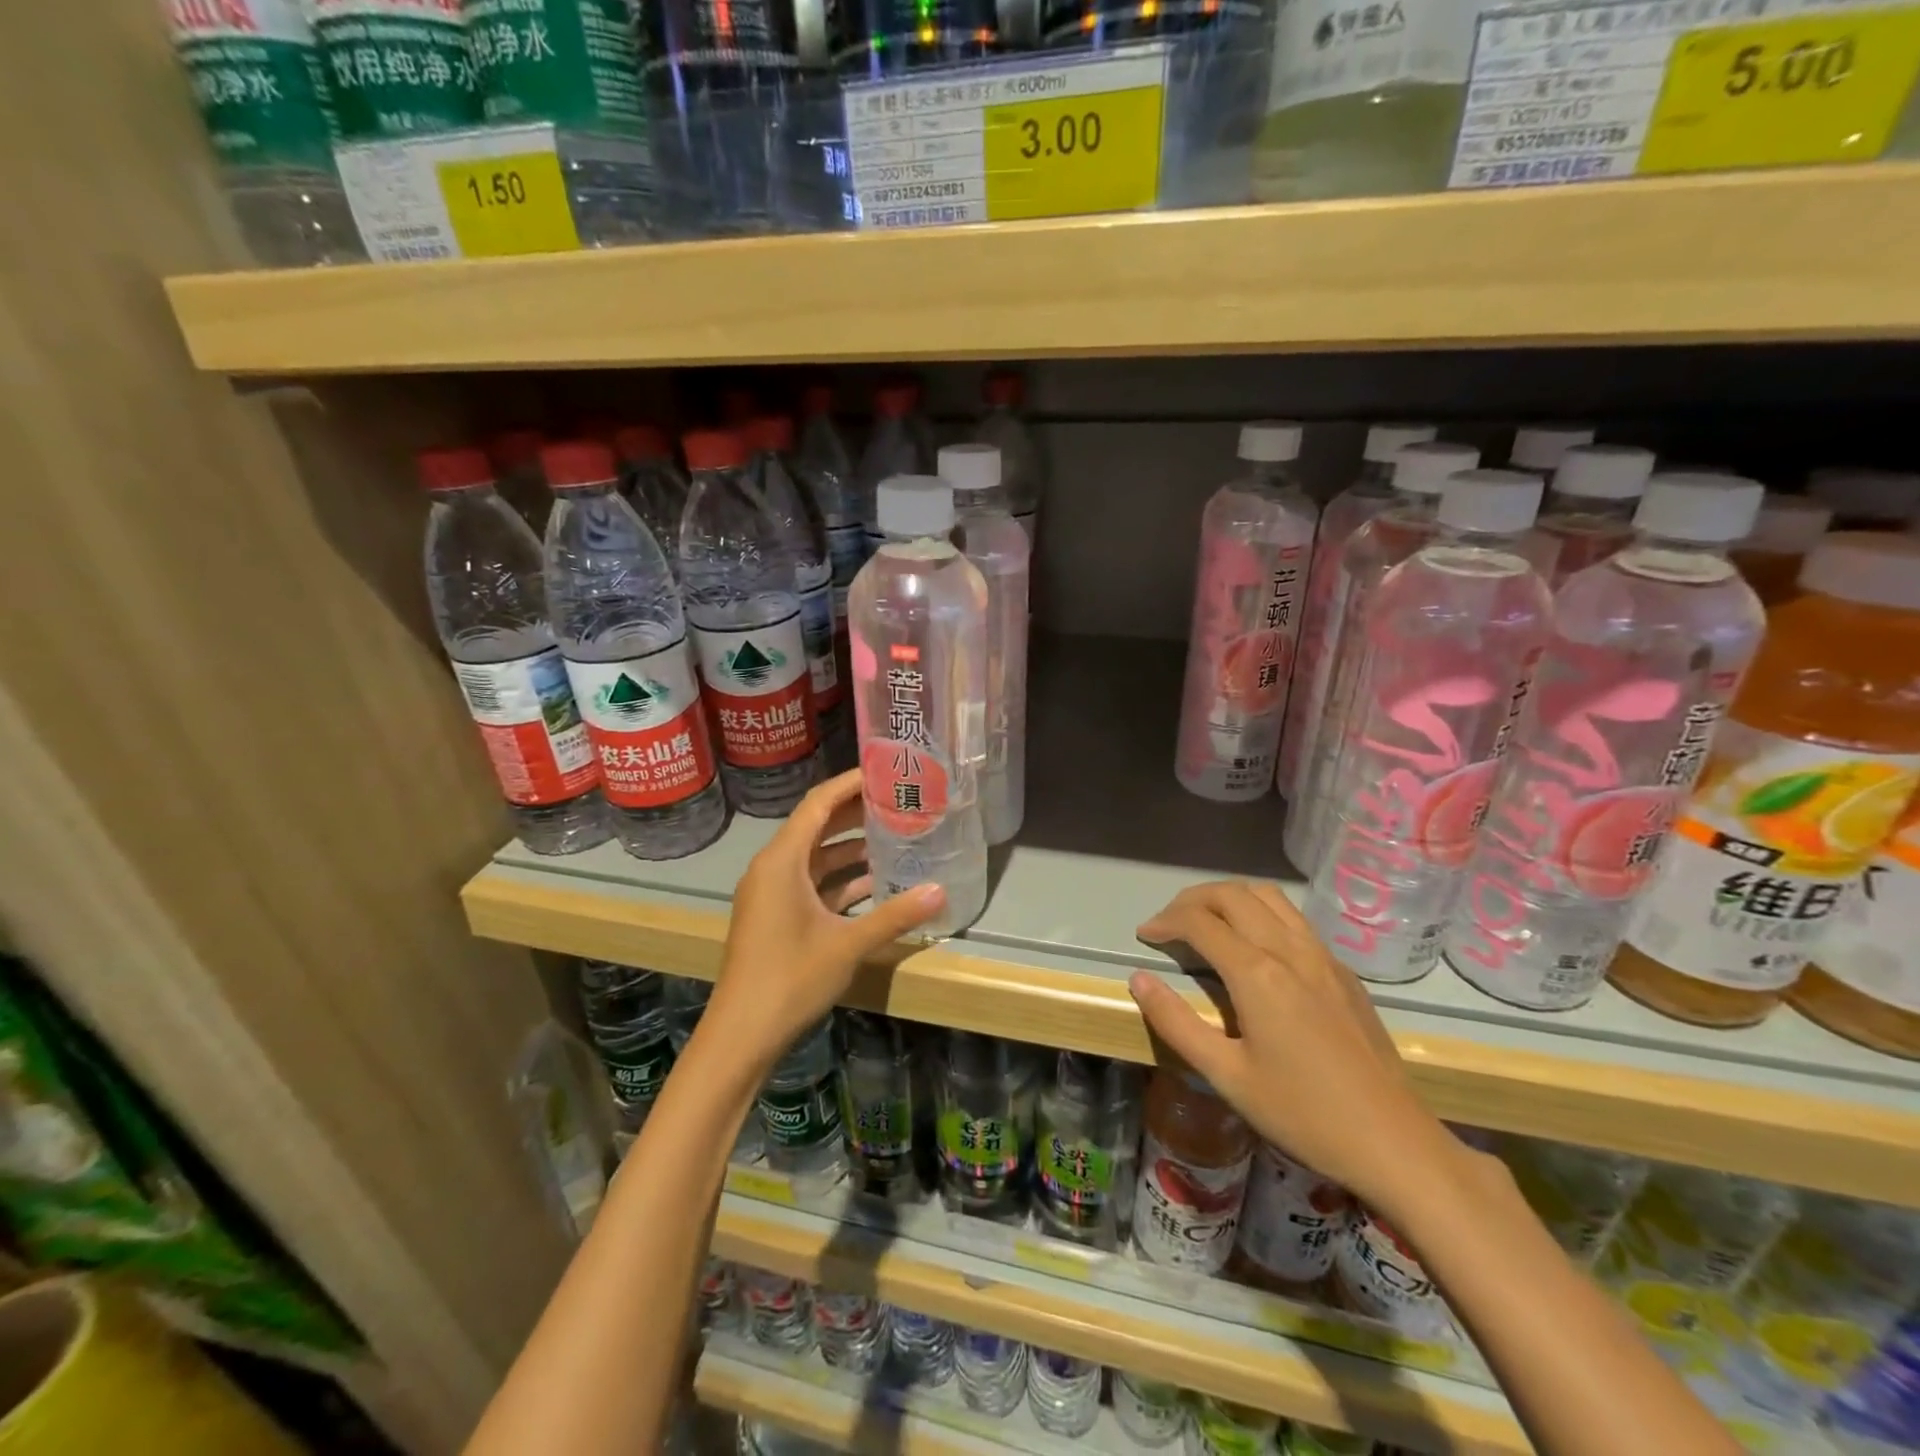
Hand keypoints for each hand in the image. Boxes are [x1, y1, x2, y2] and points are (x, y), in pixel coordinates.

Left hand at [707, 769, 944, 1068]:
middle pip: (817, 826)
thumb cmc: (789, 979)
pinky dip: (840, 880)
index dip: (850, 783)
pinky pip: (811, 884)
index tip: (885, 770)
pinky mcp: (776, 916)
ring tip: (895, 838)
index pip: (818, 804)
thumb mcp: (847, 945)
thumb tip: (940, 891)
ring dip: (851, 849)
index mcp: (782, 861)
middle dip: (856, 813)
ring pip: (815, 857)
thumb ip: (895, 915)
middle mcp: (773, 868)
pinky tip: (876, 884)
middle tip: (899, 801)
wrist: (740, 1035)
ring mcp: (772, 894)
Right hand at [1129, 881, 1459, 1216]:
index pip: (1199, 921)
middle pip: (1233, 895)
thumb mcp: (1227, 1076)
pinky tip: (1255, 948)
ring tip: (1207, 923)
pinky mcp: (1344, 972)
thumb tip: (1138, 978)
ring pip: (1268, 897)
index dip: (1165, 921)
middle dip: (1192, 899)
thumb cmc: (1303, 1114)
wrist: (1396, 1144)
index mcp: (1257, 973)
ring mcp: (1323, 957)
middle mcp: (1290, 950)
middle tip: (1169, 924)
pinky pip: (1294, 920)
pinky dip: (1261, 914)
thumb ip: (1176, 1023)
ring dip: (1229, 898)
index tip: (1144, 935)